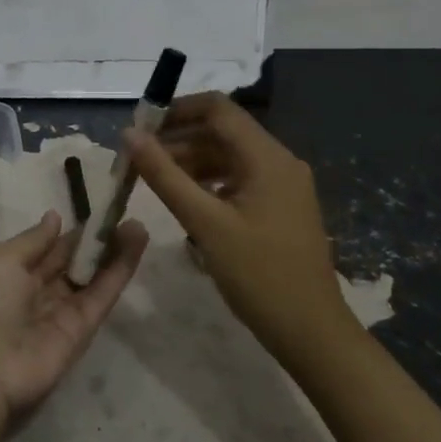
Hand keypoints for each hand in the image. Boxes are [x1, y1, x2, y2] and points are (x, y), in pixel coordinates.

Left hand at [0, 210, 148, 430]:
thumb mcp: (2, 260)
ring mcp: (63, 311)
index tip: (99, 213)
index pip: (50, 249)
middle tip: (124, 215)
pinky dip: (120, 271)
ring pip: (94, 277)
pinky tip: (136, 245)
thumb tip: (54, 217)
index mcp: (14, 273)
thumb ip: (34, 240)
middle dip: (98, 241)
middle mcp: (39, 292)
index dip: (73, 233)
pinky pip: (103, 295)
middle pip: (75, 262)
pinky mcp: (83, 330)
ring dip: (115, 252)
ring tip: (138, 225)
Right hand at [123, 92, 353, 357]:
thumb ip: (165, 176)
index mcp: (267, 157)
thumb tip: (129, 135)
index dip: (176, 110)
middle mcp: (279, 162)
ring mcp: (282, 186)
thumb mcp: (205, 224)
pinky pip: (238, 180)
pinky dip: (209, 183)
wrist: (311, 333)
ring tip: (153, 182)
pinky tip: (185, 202)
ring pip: (228, 157)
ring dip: (190, 163)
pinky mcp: (279, 208)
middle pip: (221, 132)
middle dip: (178, 140)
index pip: (218, 108)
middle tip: (138, 160)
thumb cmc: (258, 275)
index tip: (140, 127)